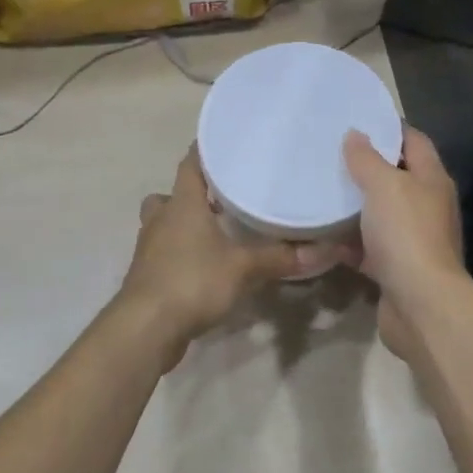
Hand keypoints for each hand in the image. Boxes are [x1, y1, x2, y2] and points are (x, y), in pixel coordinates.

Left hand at [121, 147, 316, 369]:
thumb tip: (326, 250)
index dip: (205, 151)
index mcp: (182, 204)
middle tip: (223, 199)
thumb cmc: (192, 281)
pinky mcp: (147, 276)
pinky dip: (182, 254)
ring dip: (185, 225)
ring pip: (165, 224)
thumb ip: (280, 257)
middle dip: (194, 194)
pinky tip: (206, 267)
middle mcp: (161, 219)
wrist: (146, 327)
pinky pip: (165, 253)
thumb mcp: (243, 268)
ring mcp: (149, 248)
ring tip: (218, 233)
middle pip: (172, 195)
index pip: (190, 163)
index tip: (226, 145)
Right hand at [341, 126, 464, 360]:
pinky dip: (347, 243)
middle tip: (329, 155)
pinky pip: (367, 249)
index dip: (389, 128)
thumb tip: (355, 135)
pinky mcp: (394, 269)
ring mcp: (411, 240)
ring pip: (379, 215)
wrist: (420, 303)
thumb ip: (367, 159)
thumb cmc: (406, 234)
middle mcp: (426, 206)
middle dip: (366, 168)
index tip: (356, 120)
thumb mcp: (384, 186)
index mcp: (431, 180)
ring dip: (354, 207)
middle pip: (396, 178)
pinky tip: (320, 237)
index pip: (414, 141)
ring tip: (320, 191)